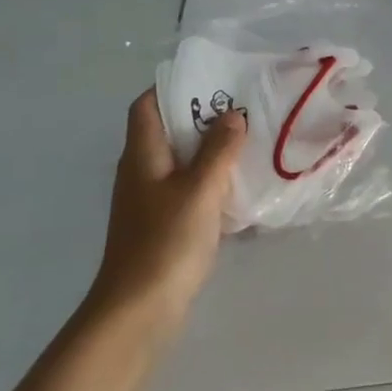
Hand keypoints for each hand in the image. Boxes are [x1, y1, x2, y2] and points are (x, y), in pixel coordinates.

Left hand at [87, 90, 245, 333]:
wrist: (140, 308)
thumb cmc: (167, 241)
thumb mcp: (200, 189)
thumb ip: (218, 150)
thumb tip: (232, 114)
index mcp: (142, 156)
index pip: (146, 106)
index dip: (173, 88)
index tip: (213, 81)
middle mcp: (141, 172)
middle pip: (168, 132)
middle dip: (203, 118)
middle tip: (245, 109)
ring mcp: (151, 201)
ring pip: (182, 162)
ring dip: (212, 151)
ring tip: (251, 142)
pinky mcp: (164, 225)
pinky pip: (190, 190)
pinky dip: (212, 182)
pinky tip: (241, 187)